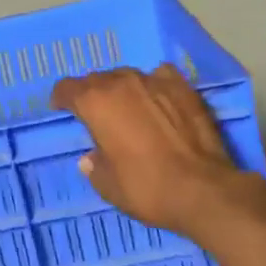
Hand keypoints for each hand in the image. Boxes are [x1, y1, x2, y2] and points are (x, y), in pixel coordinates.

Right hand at [50, 65, 265, 236]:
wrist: (203, 189)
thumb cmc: (147, 188)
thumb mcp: (108, 186)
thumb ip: (94, 167)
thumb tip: (90, 158)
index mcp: (95, 103)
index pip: (67, 88)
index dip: (62, 98)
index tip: (63, 109)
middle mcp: (122, 83)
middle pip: (97, 79)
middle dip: (92, 94)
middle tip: (98, 116)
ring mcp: (155, 81)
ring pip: (128, 75)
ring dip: (122, 89)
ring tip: (129, 108)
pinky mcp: (184, 88)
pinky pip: (160, 76)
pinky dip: (154, 85)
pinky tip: (159, 100)